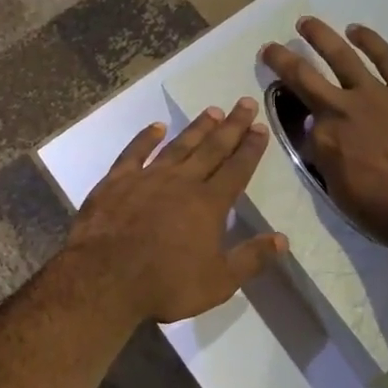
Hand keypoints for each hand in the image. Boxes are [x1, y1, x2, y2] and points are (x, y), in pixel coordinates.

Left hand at [65, 98, 287, 324]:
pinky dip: (146, 138)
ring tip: (212, 110)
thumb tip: (283, 239)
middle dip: (231, 126)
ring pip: (178, 146)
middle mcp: (181, 182)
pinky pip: (134, 153)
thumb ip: (251, 259)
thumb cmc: (165, 284)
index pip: (236, 170)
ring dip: (197, 128)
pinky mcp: (116, 181)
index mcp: (208, 204)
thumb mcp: (218, 281)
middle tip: (245, 103)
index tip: (261, 128)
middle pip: (212, 149)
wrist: (104, 278)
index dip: (250, 149)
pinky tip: (156, 127)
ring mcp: (147, 178)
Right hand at [261, 18, 387, 243]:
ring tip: (306, 22)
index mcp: (322, 138)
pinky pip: (386, 59)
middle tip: (269, 48)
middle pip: (304, 77)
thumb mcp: (339, 191)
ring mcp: (375, 94)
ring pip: (341, 57)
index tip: (300, 122)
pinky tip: (356, 29)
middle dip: (282, 60)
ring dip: (320, 36)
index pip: (302, 123)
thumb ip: (327, 160)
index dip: (298, 121)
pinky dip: (370, 41)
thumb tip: (323, 140)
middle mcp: (340, 108)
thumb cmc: (383, 211)